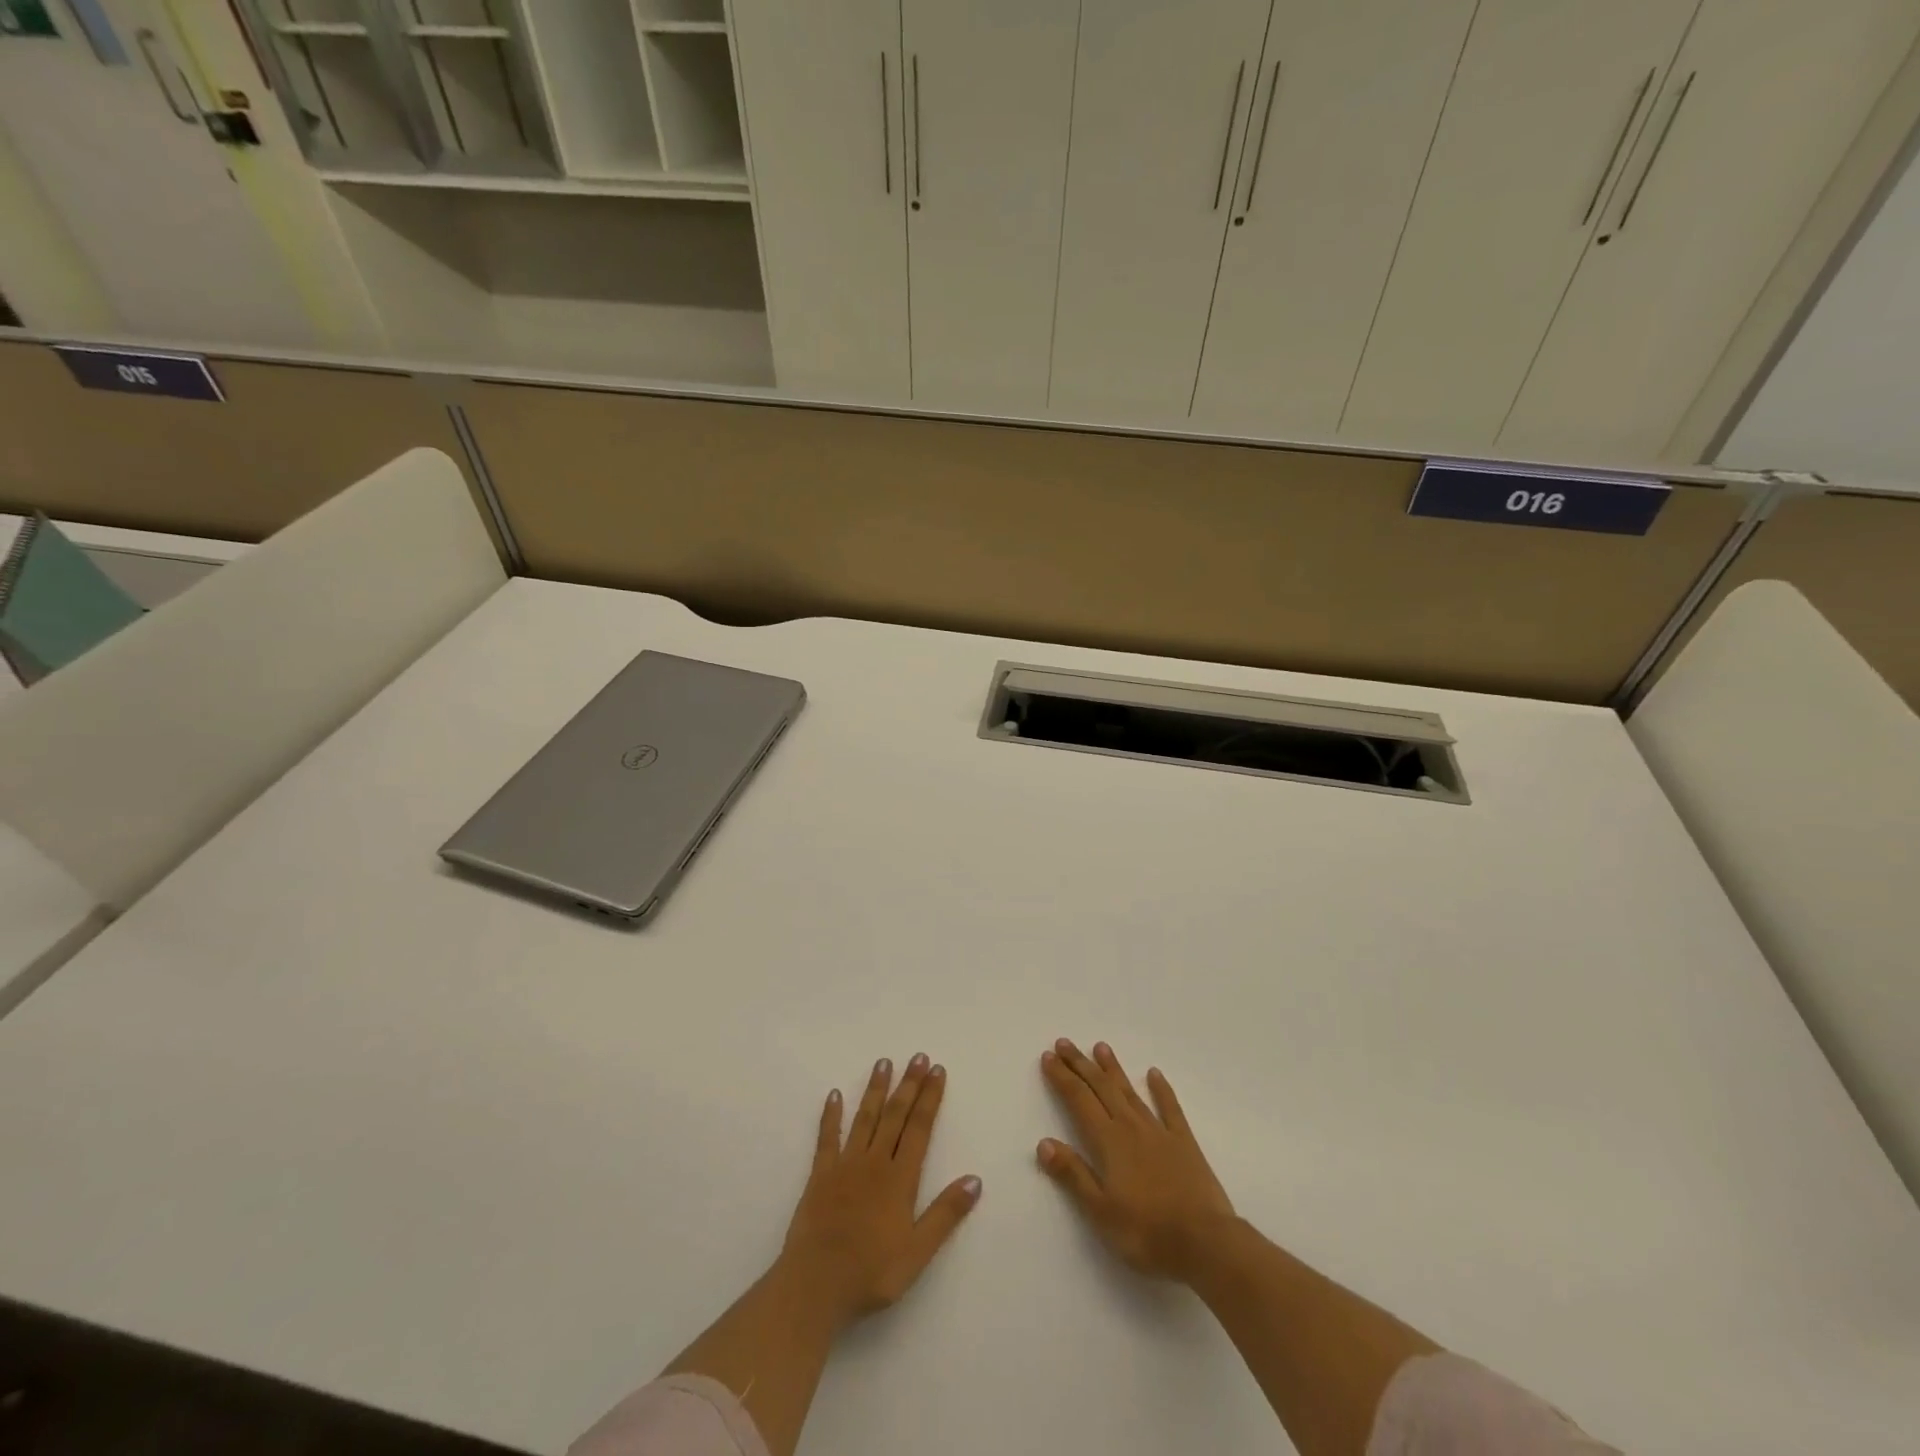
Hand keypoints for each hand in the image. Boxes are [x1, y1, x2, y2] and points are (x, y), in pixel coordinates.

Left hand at [779, 1054, 980, 1331]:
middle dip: (908, 1084)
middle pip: (895, 1115)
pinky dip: (831, 1115)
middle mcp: (874, 1162)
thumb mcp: (918, 1252)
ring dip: (875, 1090)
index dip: (929, 1098)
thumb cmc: (871, 1273)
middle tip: (917, 1056)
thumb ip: (945, 1214)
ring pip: (864, 1118)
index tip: (937, 1070)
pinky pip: (827, 1138)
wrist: (815, 1286)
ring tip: (883, 1063)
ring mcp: (845, 1165)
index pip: (919, 1128)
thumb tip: (975, 1179)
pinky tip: (833, 1095)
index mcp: (900, 1179)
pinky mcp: (820, 1175)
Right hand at [1037, 1038, 1236, 1282]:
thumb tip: (1044, 1142)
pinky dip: (1161, 1089)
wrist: (1205, 1242)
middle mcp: (1131, 1127)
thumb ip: (1073, 1174)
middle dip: (1081, 1064)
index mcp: (1108, 1141)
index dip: (1062, 1077)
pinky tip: (1154, 1074)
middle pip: (1101, 1088)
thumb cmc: (1147, 1232)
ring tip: (1100, 1047)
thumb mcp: (1100, 1211)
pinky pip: (1170, 1108)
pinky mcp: (1184, 1143)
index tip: (1048, 1057)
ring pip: (1130, 1092)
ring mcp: (1159, 1131)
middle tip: (1064, 1042)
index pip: (1078, 1100)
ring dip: (1113, 1069)